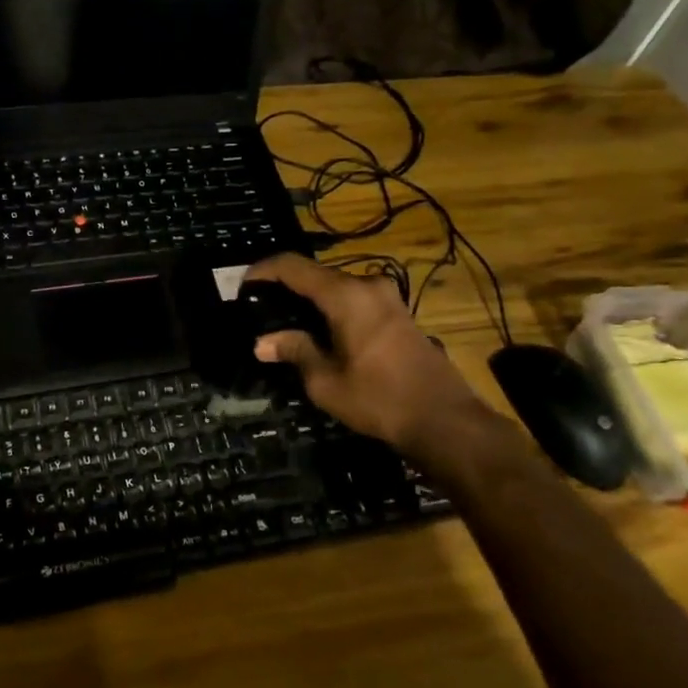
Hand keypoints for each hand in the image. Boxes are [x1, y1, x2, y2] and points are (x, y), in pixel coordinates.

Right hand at [244, 253, 518, 481]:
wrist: (445, 421)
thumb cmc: (379, 399)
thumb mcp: (325, 381)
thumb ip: (294, 351)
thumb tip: (262, 343)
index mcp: (345, 295)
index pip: (293, 266)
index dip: (263, 270)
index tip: (242, 285)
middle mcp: (367, 285)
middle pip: (316, 274)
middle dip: (285, 286)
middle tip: (260, 307)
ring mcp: (388, 297)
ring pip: (336, 286)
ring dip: (310, 298)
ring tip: (285, 320)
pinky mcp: (399, 313)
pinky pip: (355, 299)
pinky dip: (331, 307)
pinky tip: (320, 330)